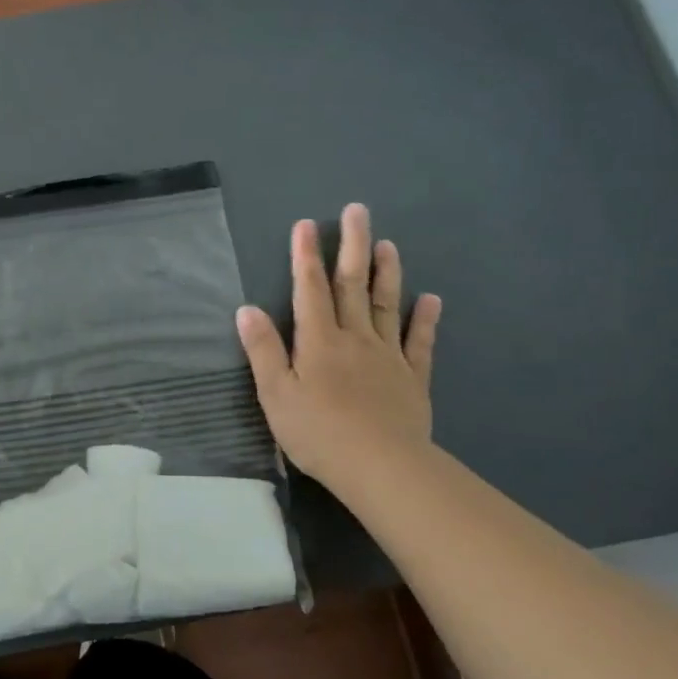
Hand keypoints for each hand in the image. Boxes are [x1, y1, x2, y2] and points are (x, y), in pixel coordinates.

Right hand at [237, 204, 441, 497]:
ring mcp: (387, 356)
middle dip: (352, 246)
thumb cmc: (318, 432)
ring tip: (387, 244)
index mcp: (318, 341)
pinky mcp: (411, 378)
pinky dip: (424, 319)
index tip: (308, 224)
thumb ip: (263, 350)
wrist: (381, 467)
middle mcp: (354, 338)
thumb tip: (247, 308)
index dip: (307, 256)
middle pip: (353, 285)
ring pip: (385, 305)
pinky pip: (418, 342)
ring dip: (386, 273)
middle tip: (358, 211)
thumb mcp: (276, 394)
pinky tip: (430, 300)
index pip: (310, 289)